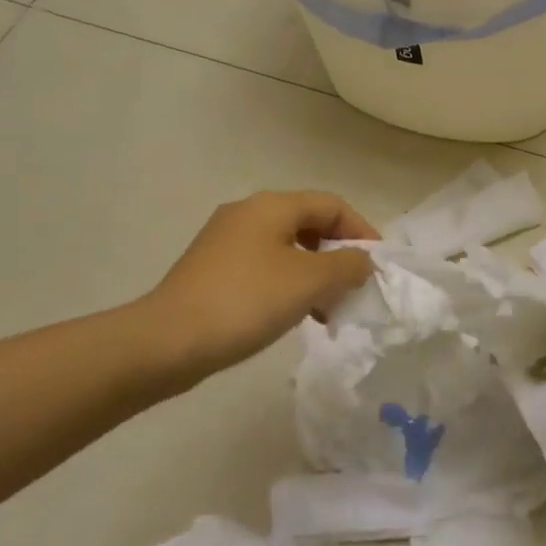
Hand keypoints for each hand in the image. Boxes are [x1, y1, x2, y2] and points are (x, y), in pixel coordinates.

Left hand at [145, 191, 377, 386]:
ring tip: (327, 311)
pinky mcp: (212, 270)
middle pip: (308, 225)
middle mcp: (247, 214)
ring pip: (286, 249)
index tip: (377, 266)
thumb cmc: (247, 301)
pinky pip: (264, 268)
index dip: (361, 230)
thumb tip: (361, 261)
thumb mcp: (309, 281)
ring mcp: (225, 242)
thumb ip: (347, 265)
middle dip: (337, 256)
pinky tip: (293, 317)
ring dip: (315, 276)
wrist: (168, 341)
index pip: (331, 205)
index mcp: (271, 206)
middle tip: (353, 289)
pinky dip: (288, 286)